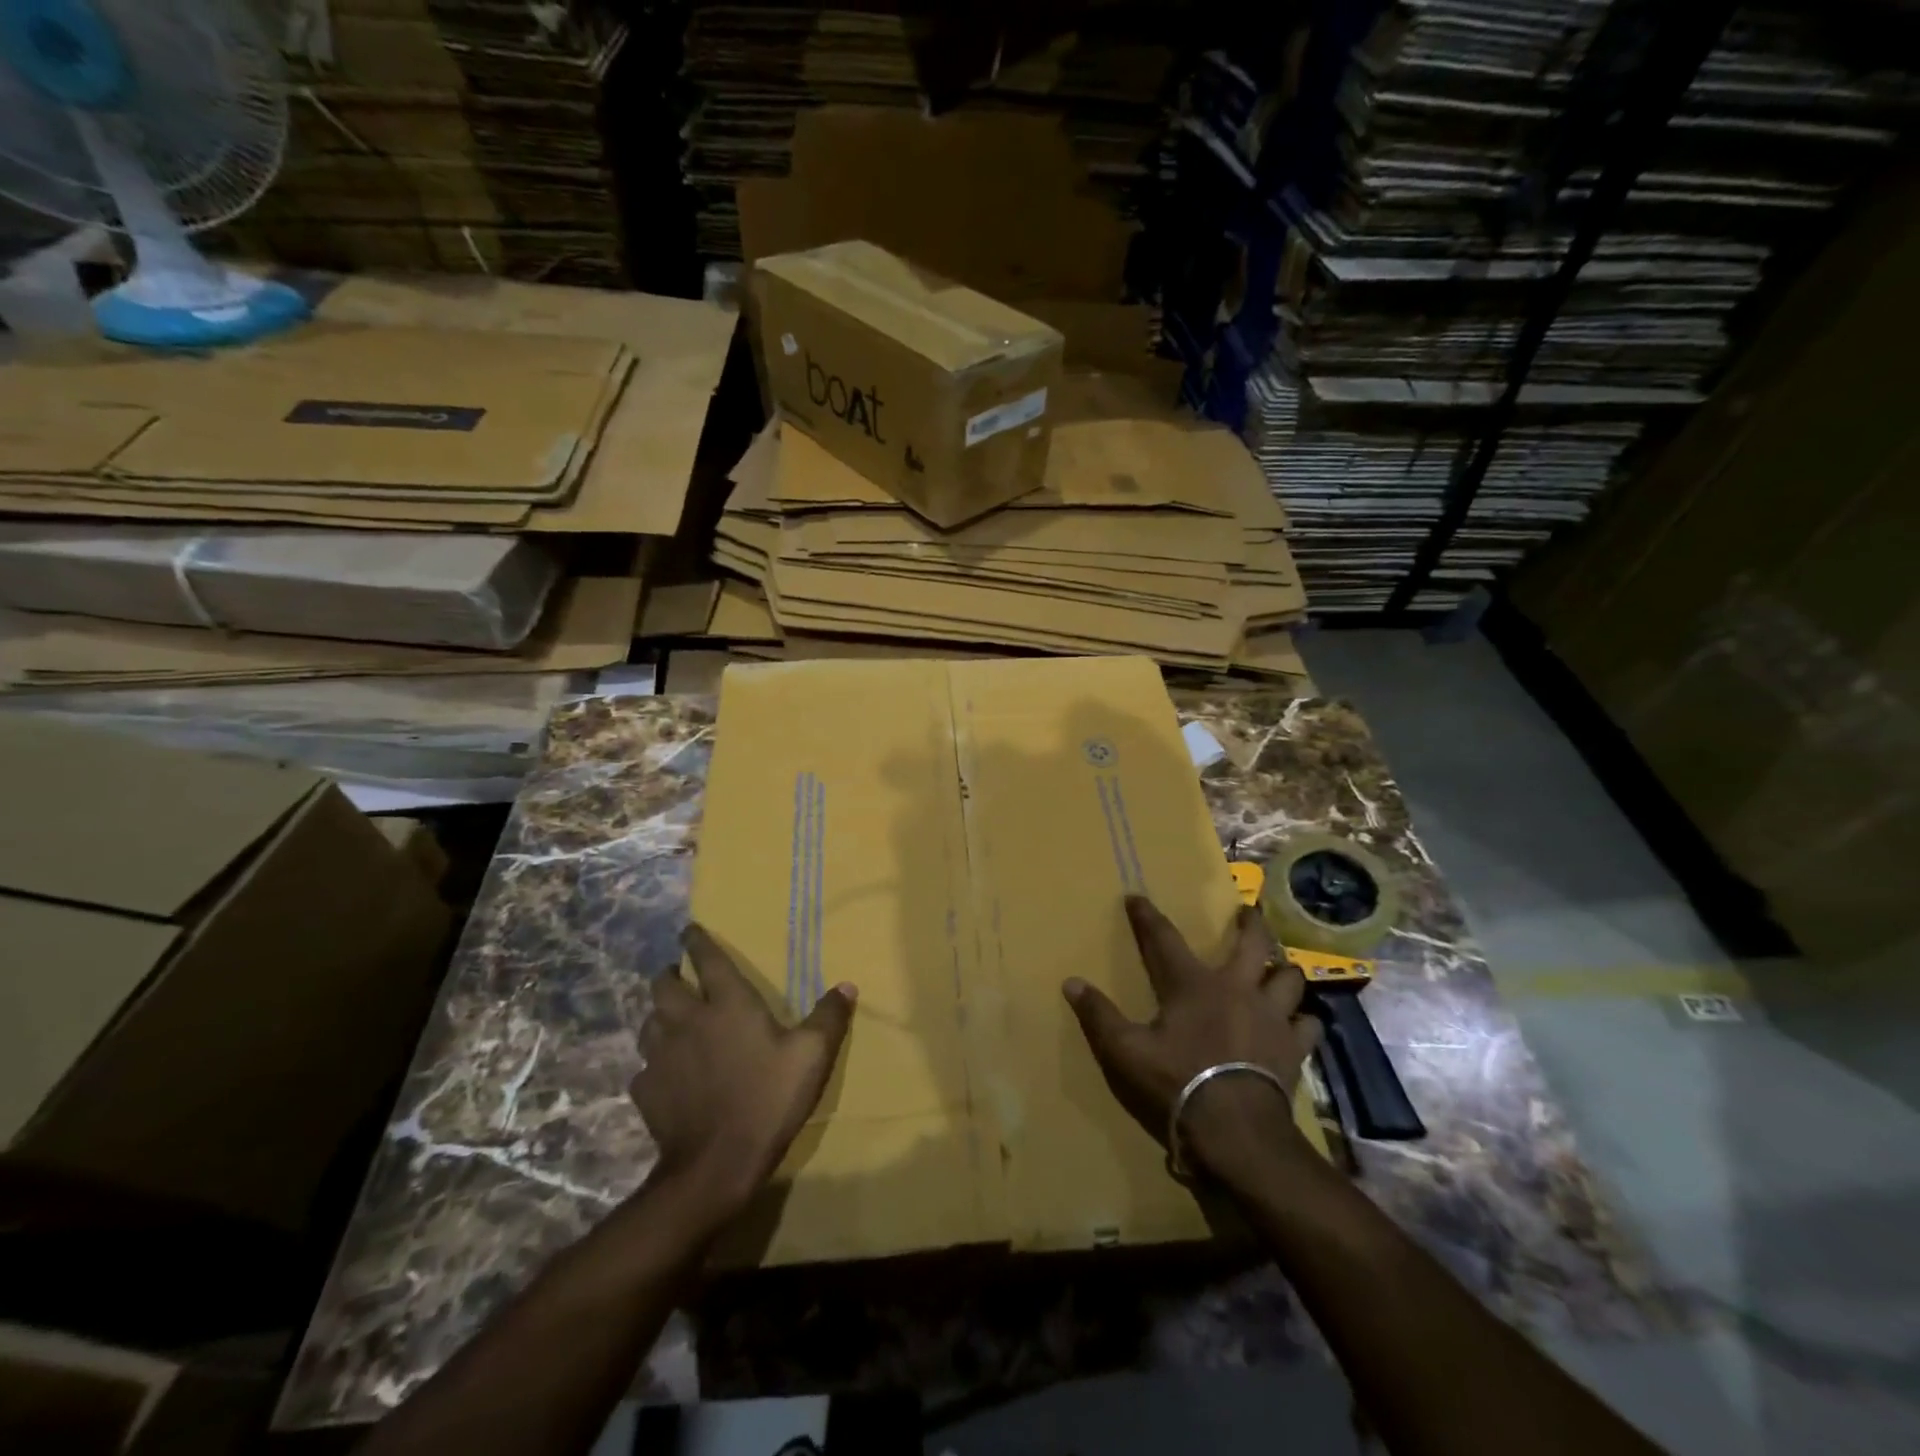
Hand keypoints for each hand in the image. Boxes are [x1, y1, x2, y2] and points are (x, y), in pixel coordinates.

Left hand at [630, 924, 856, 1218]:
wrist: (716, 1164)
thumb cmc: (767, 1099)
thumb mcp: (812, 1056)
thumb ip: (829, 1017)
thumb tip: (847, 986)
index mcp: (728, 1004)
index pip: (708, 959)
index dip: (697, 941)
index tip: (689, 929)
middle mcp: (688, 1020)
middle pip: (664, 986)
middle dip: (669, 975)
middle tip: (678, 976)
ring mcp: (661, 1056)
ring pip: (649, 1022)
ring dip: (658, 1015)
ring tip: (669, 1018)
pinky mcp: (646, 1090)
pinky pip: (644, 1066)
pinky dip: (654, 1063)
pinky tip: (665, 1073)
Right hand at [1064, 895, 1321, 1187]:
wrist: (1235, 1131)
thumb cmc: (1177, 1083)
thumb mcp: (1125, 1051)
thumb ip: (1098, 1015)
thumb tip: (1070, 982)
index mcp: (1192, 984)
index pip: (1164, 938)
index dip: (1147, 916)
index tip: (1136, 896)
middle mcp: (1237, 988)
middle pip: (1253, 943)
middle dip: (1250, 923)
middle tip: (1247, 912)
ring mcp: (1271, 1016)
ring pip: (1289, 978)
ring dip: (1282, 970)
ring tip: (1279, 968)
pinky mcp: (1293, 1048)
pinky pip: (1309, 1024)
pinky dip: (1304, 1019)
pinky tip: (1300, 1022)